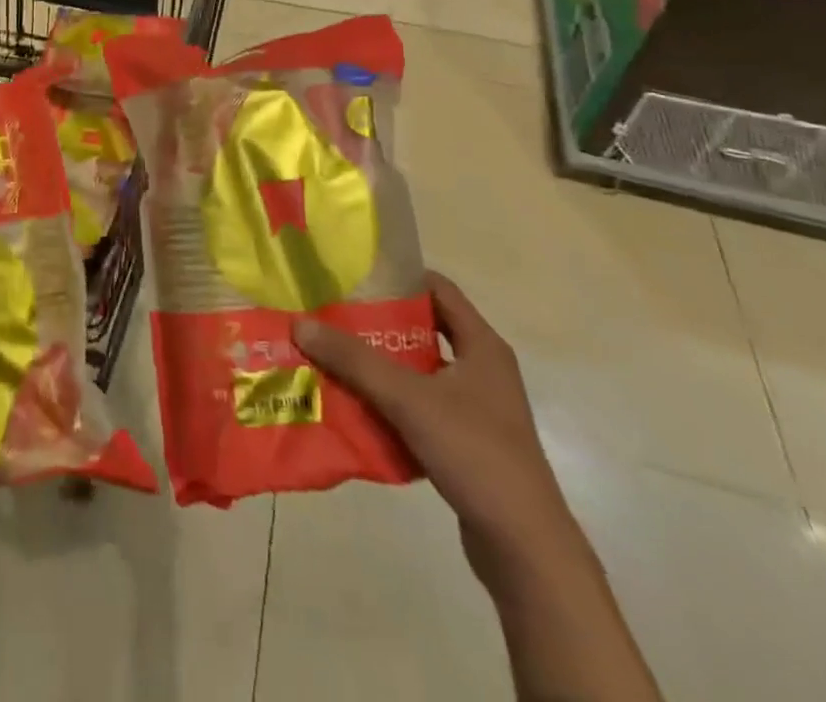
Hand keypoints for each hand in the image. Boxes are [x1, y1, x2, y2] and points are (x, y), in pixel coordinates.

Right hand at [295, 273, 594, 591]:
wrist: (525, 548)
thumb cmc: (474, 452)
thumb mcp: (408, 398)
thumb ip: (354, 360)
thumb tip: (300, 323)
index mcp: (482, 345)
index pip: (437, 288)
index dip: (397, 278)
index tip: (352, 277)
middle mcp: (483, 369)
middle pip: (422, 330)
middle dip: (377, 325)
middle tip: (332, 318)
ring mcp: (477, 409)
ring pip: (419, 372)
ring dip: (380, 367)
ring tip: (333, 360)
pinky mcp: (467, 443)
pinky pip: (420, 408)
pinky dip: (390, 404)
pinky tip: (356, 408)